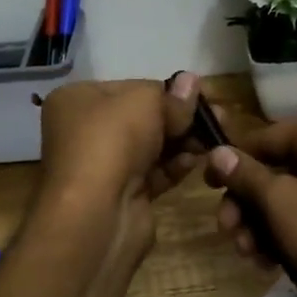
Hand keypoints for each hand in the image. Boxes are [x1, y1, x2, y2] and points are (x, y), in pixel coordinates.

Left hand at [35, 74, 204, 260]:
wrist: (95, 214)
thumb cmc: (112, 141)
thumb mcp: (144, 102)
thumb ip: (172, 94)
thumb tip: (191, 82)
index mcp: (78, 100)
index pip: (131, 88)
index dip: (166, 90)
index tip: (200, 94)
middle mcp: (84, 131)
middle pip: (142, 118)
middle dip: (180, 117)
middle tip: (218, 117)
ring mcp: (102, 166)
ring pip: (151, 146)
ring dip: (183, 141)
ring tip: (213, 139)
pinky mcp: (121, 195)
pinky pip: (154, 173)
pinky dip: (175, 166)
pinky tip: (197, 161)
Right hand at [202, 110, 296, 296]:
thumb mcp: (282, 203)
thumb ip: (246, 175)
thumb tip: (216, 152)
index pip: (264, 137)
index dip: (231, 163)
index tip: (204, 186)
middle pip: (275, 168)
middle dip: (248, 205)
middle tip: (228, 233)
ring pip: (288, 194)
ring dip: (262, 224)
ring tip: (248, 255)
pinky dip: (285, 232)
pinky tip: (268, 262)